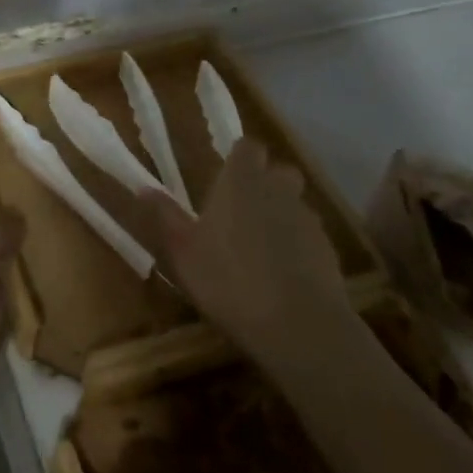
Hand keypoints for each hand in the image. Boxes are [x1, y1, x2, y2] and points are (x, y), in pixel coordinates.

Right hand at [141, 140, 351, 368]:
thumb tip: (143, 188)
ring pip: (295, 204)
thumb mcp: (183, 251)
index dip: (238, 156)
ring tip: (258, 246)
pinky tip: (280, 274)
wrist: (298, 325)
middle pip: (279, 170)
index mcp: (242, 182)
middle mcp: (278, 190)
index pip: (247, 146)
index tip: (223, 173)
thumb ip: (166, 216)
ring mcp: (308, 220)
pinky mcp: (328, 250)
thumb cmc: (228, 280)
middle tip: (240, 208)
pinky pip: (308, 236)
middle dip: (265, 181)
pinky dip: (296, 246)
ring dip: (280, 215)